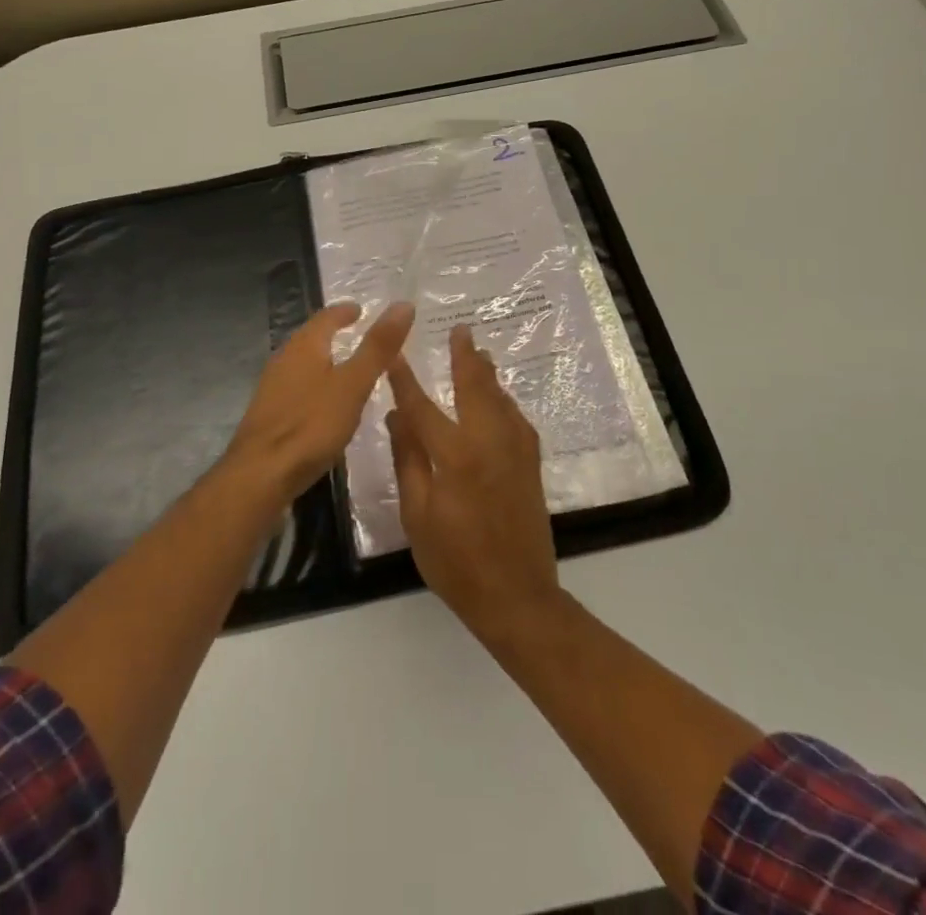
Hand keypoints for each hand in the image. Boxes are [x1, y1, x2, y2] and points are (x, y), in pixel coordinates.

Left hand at [226, 301, 414, 504]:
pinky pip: (298, 388)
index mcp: (304, 346)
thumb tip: (403, 304)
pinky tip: (326, 404)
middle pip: (311, 337)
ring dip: (324, 359)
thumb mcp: (354, 384)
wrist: (260, 475)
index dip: (345, 311)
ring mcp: (273, 388)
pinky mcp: (270, 415)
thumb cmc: (311, 424)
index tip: (361, 310)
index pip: (326, 317)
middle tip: (358, 333)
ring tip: (347, 367)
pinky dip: (316, 385)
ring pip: (303, 363)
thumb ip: (378, 347)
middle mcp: (284, 359)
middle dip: (333, 333)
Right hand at [386, 324, 561, 641]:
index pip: (423, 406)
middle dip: (465, 357)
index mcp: (455, 455)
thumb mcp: (418, 515)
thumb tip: (397, 415)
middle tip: (461, 330)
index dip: (405, 379)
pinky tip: (500, 398)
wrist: (517, 596)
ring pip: (501, 399)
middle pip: (475, 387)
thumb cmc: (456, 562)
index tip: (395, 352)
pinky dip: (504, 400)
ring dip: (487, 373)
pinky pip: (516, 418)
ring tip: (479, 352)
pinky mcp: (530, 464)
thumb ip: (409, 460)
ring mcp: (515, 451)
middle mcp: (489, 441)